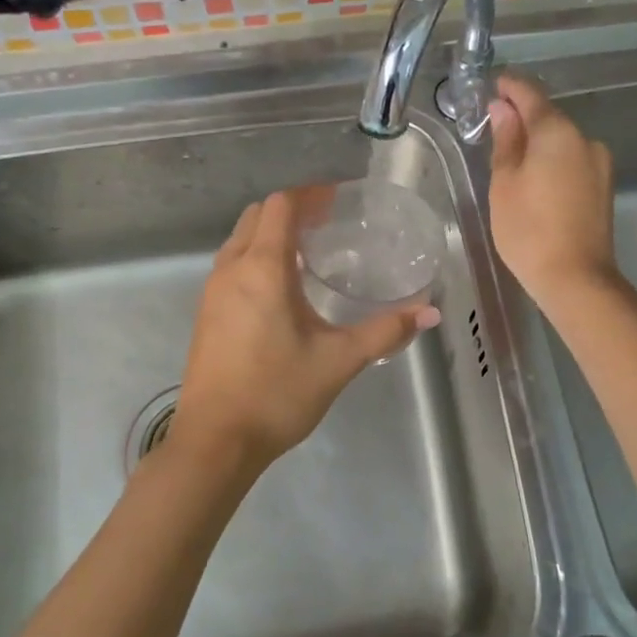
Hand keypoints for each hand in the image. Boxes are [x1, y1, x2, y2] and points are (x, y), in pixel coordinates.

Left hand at [164, 190, 441, 486]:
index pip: (281, 206)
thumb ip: (384, 331)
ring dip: (270, 233)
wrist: (215, 441)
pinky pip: (231, 265)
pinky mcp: (206, 313)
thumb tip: (430, 312)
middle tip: (328, 223)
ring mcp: (212, 291)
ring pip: (240, 240)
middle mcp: (231, 269)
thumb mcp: (338, 361)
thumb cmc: (276, 393)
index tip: (338, 201)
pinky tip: (282, 288)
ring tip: (309, 251)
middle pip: (257, 216)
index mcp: (262, 268)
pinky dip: (256, 257)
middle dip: (291, 210)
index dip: (309, 195)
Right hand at [487, 74, 618, 312]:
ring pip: (562, 141)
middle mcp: (584, 139)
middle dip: (523, 116)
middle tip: (494, 125)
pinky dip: (552, 160)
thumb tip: (503, 109)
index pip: (531, 95)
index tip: (492, 85)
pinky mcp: (603, 187)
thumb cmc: (529, 229)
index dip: (510, 87)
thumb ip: (505, 140)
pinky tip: (535, 179)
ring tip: (511, 158)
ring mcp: (599, 163)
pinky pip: (572, 161)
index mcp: (557, 132)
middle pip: (549, 117)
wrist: (576, 278)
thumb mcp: (504, 183)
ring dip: (538, 141)